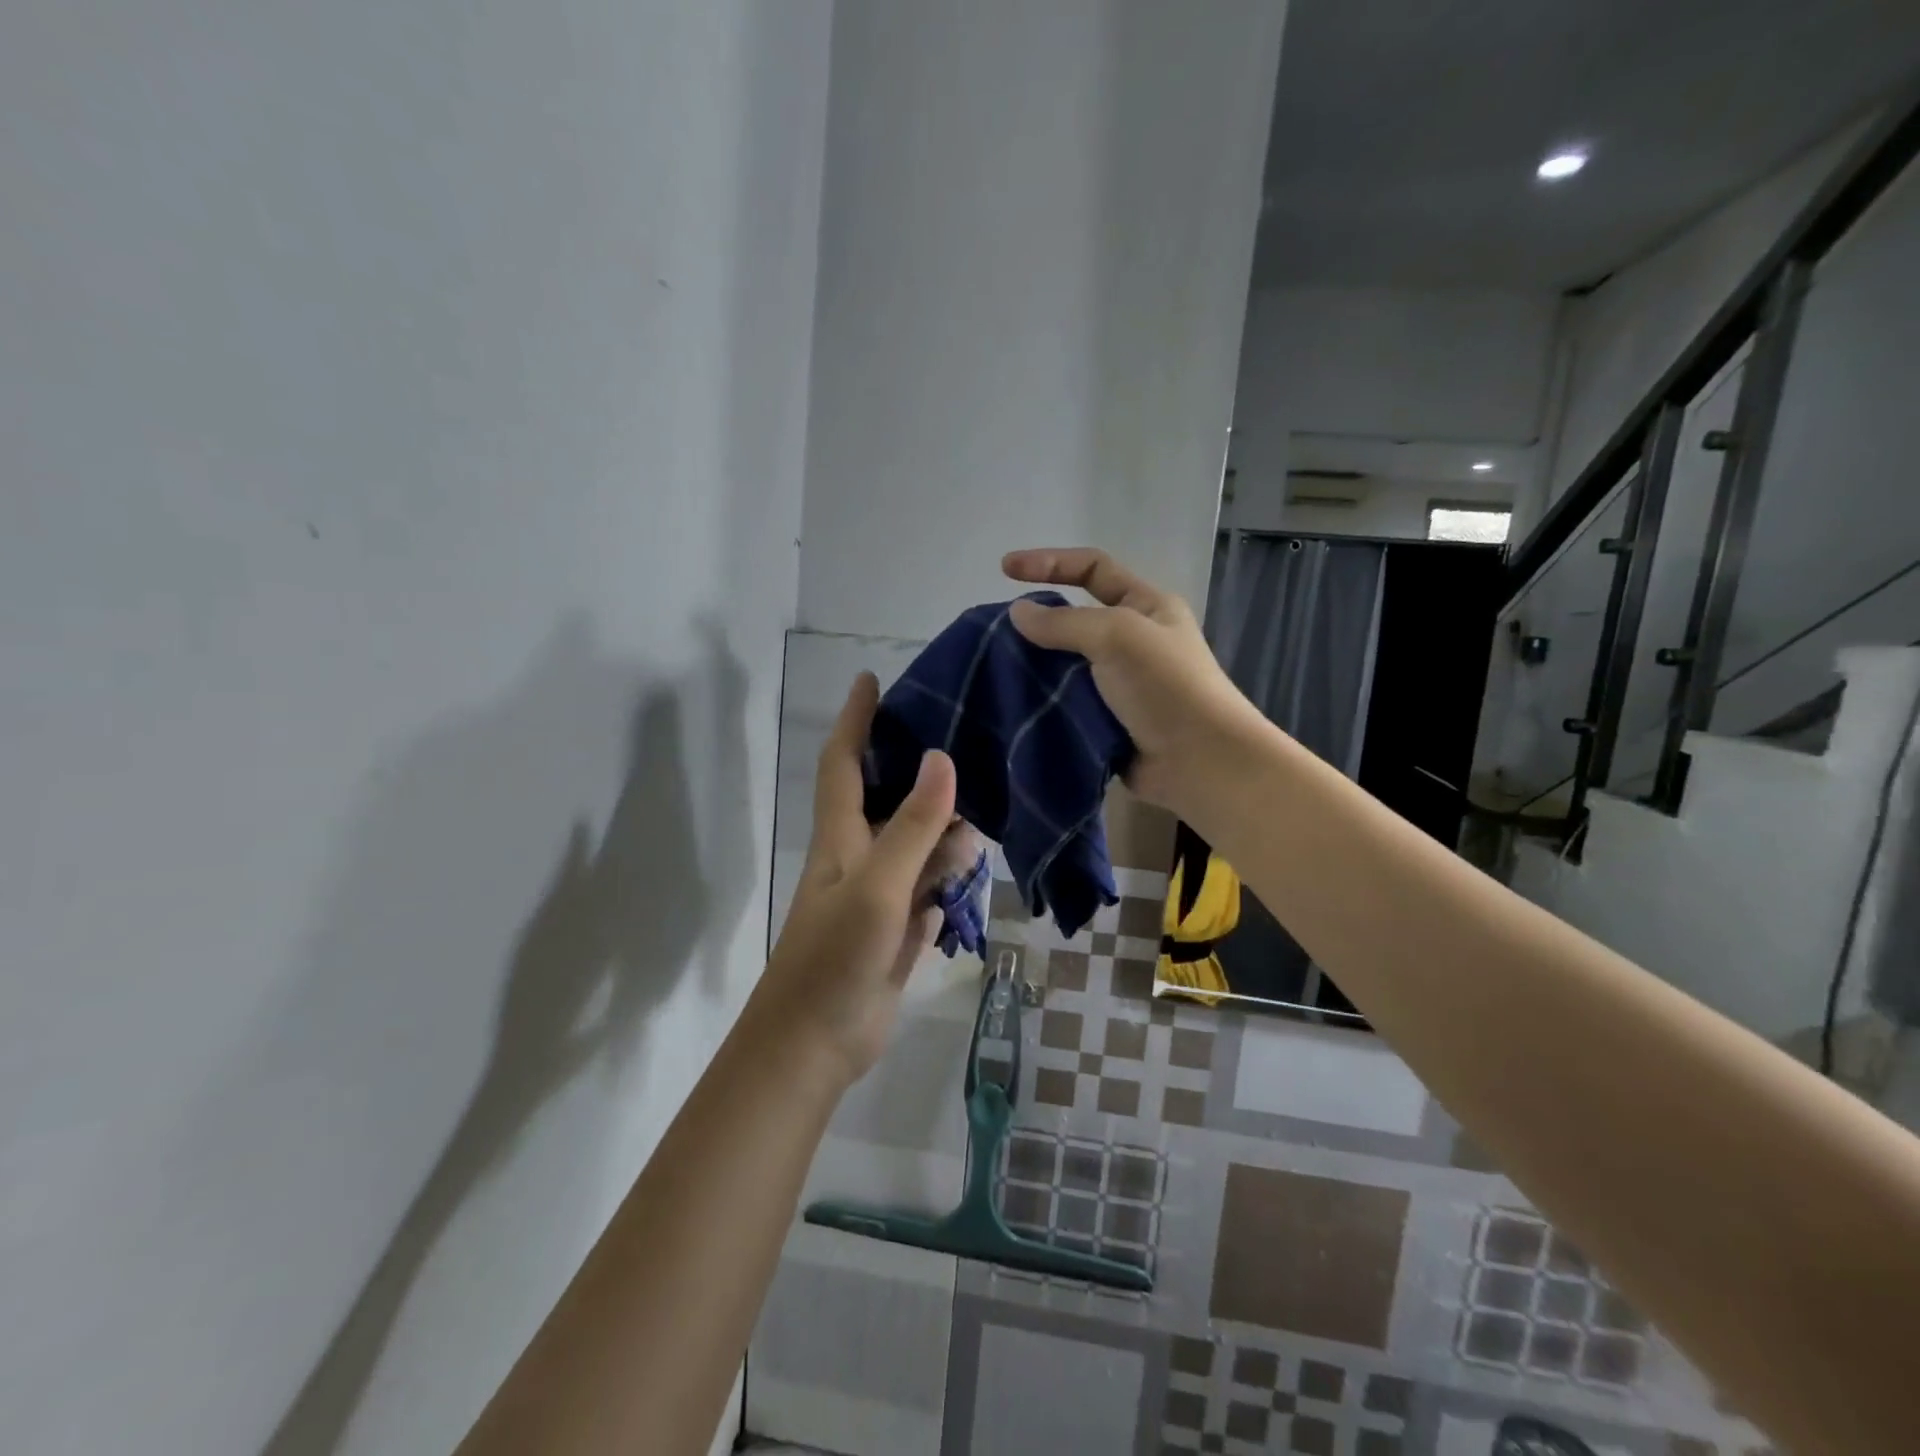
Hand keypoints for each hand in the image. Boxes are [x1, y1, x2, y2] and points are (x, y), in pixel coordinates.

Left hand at [752, 672, 979, 1087]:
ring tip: (988, 801)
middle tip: (961, 734)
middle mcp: (858, 857)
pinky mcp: (898, 928)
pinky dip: (950, 871)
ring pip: (917, 843)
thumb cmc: (833, 959)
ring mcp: (879, 894)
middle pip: (887, 797)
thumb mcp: (877, 887)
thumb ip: (911, 826)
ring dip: (945, 825)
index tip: (871, 679)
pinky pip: (929, 885)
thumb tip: (941, 758)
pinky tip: (975, 861)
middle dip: (915, 765)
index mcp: (841, 837)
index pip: (844, 762)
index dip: (855, 719)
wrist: (814, 1046)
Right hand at [1003, 547, 1267, 814]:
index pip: (1092, 568)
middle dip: (1036, 622)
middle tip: (994, 634)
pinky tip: (1013, 704)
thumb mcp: (1118, 636)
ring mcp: (1118, 684)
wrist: (1199, 762)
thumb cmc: (1166, 687)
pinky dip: (1042, 702)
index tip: (1004, 569)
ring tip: (994, 671)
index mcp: (1146, 606)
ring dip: (1034, 667)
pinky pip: (1065, 702)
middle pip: (1074, 619)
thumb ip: (1064, 622)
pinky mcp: (1105, 721)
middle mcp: (1132, 640)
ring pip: (1064, 665)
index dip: (1049, 562)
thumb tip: (1017, 613)